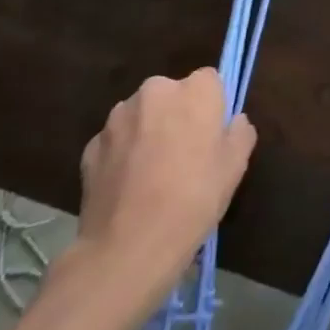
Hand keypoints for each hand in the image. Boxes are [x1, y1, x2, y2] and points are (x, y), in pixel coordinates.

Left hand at [73, 68, 256, 314]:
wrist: (127, 249)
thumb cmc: (193, 199)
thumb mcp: (235, 167)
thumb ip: (239, 133)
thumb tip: (234, 122)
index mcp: (195, 90)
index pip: (209, 80)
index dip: (212, 106)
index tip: (211, 134)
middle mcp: (155, 91)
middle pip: (171, 94)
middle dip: (176, 115)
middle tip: (183, 154)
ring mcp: (117, 118)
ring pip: (141, 116)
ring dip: (147, 132)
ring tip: (151, 174)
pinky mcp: (90, 146)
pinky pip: (115, 141)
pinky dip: (122, 155)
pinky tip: (127, 187)